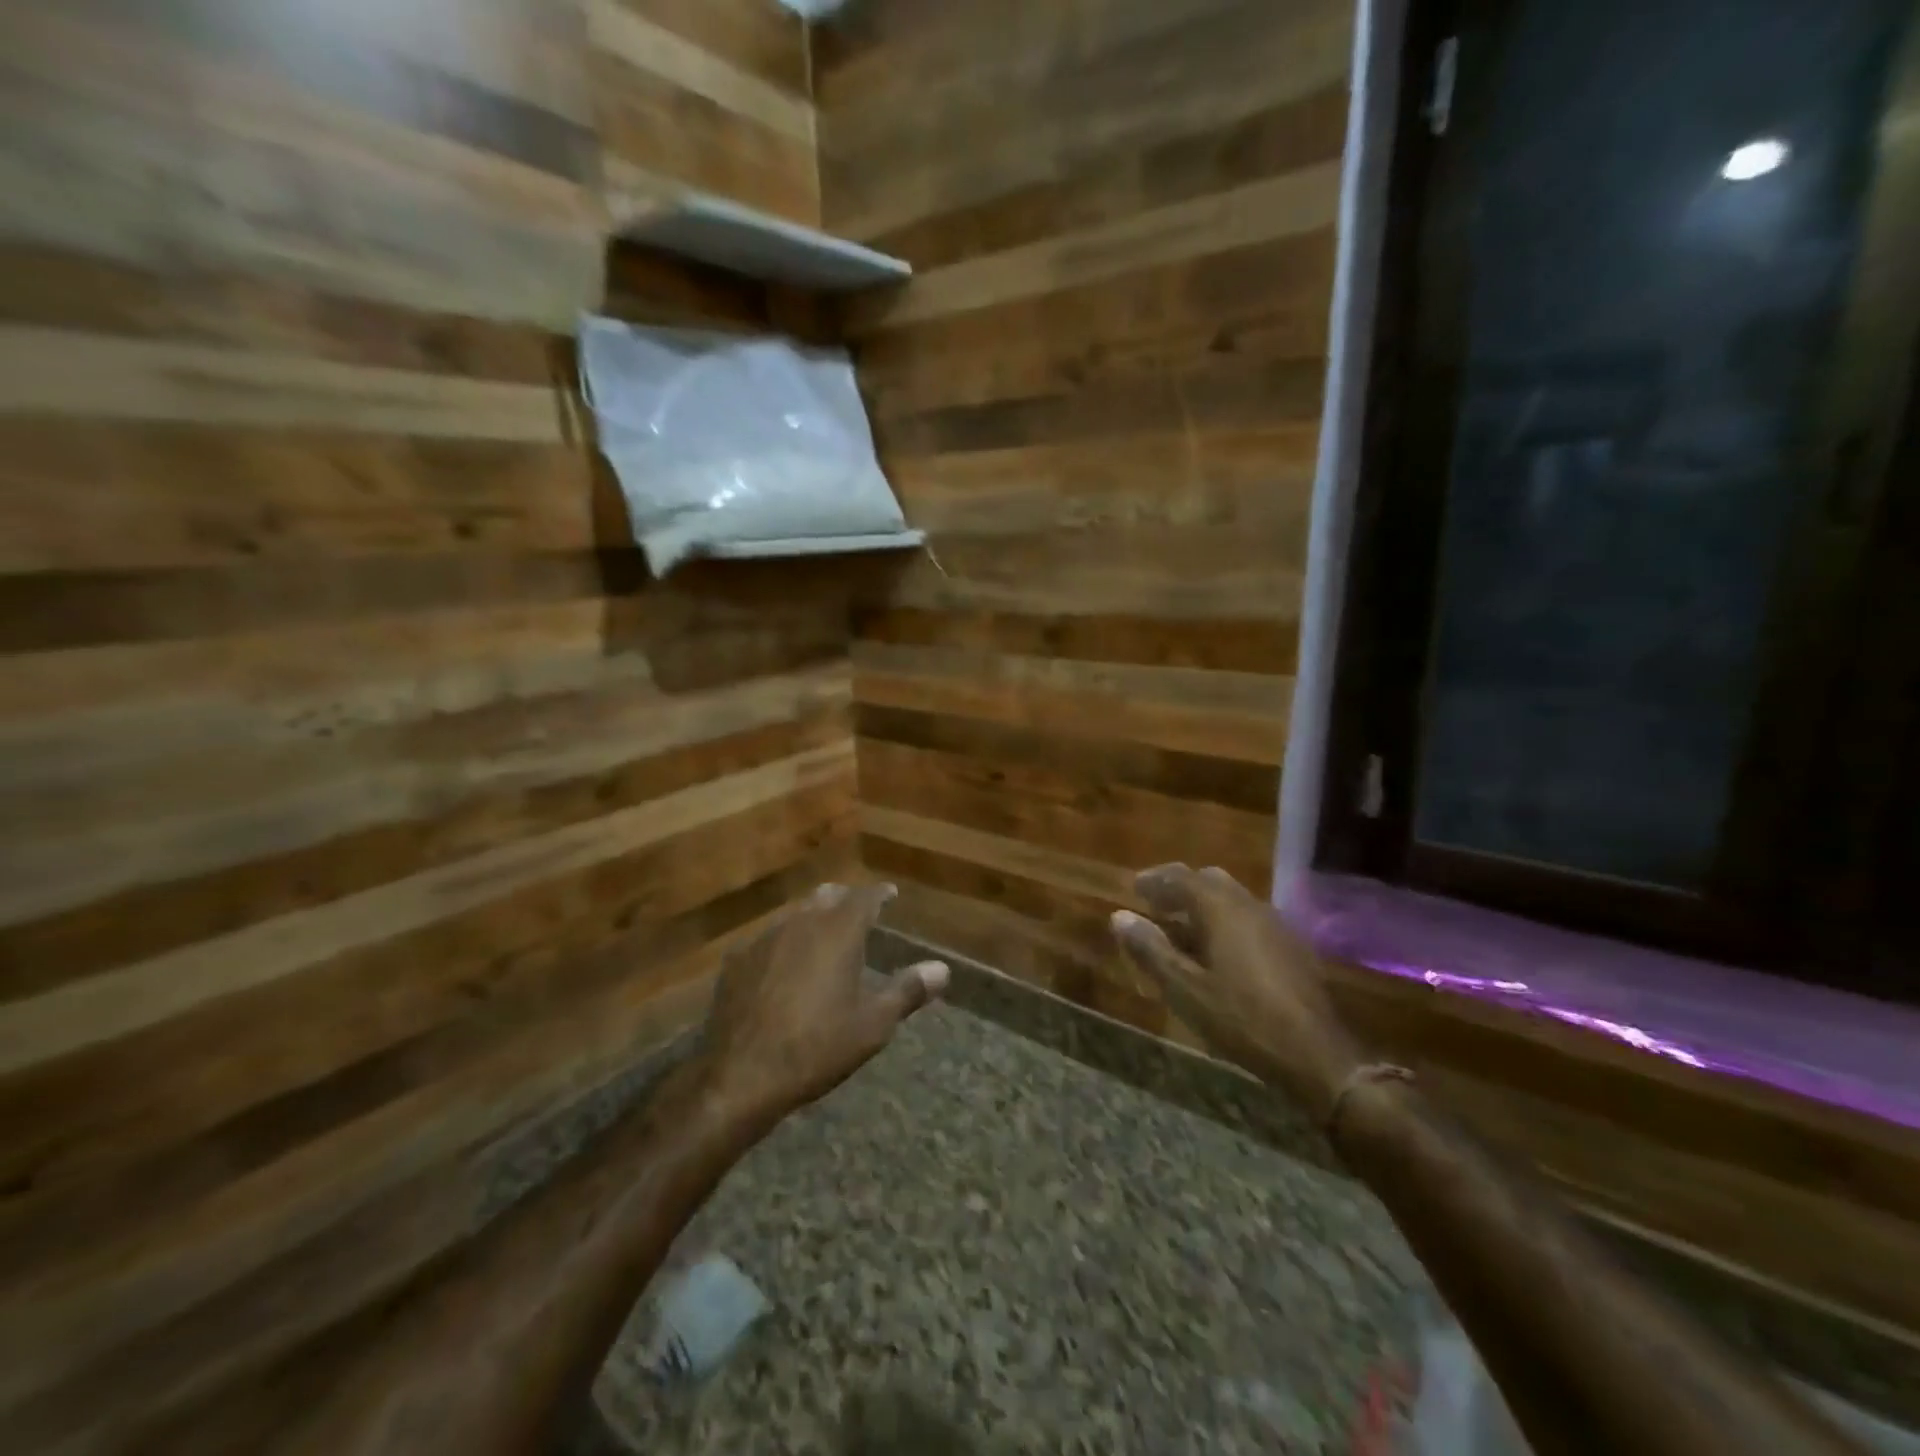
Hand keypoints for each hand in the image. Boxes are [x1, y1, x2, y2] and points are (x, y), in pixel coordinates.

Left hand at [698, 882, 947, 1128]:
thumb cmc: (817, 1047)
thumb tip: (942, 969)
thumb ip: (908, 990)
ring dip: (814, 919)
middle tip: (859, 914)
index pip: (865, 897)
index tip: (890, 894)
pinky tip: (783, 967)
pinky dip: (784, 943)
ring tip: (823, 939)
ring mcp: (764, 939)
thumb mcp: (873, 1024)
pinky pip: (768, 939)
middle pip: (827, 897)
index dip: (880, 894)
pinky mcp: (737, 960)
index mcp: (838, 931)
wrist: (739, 1075)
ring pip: (795, 915)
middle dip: (845, 900)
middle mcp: (801, 923)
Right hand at [1111, 865, 1362, 1122]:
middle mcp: (1250, 905)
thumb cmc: (1241, 1018)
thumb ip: (1150, 949)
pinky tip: (1220, 953)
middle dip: (1181, 888)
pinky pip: (1250, 920)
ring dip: (1204, 906)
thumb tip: (1120, 916)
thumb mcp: (1184, 988)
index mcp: (1221, 908)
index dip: (1154, 880)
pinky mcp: (1293, 948)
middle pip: (1209, 881)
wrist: (1315, 1055)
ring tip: (1183, 931)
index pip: (1181, 877)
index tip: (1134, 888)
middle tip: (1157, 906)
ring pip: (1233, 900)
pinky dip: (1226, 923)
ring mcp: (1276, 925)